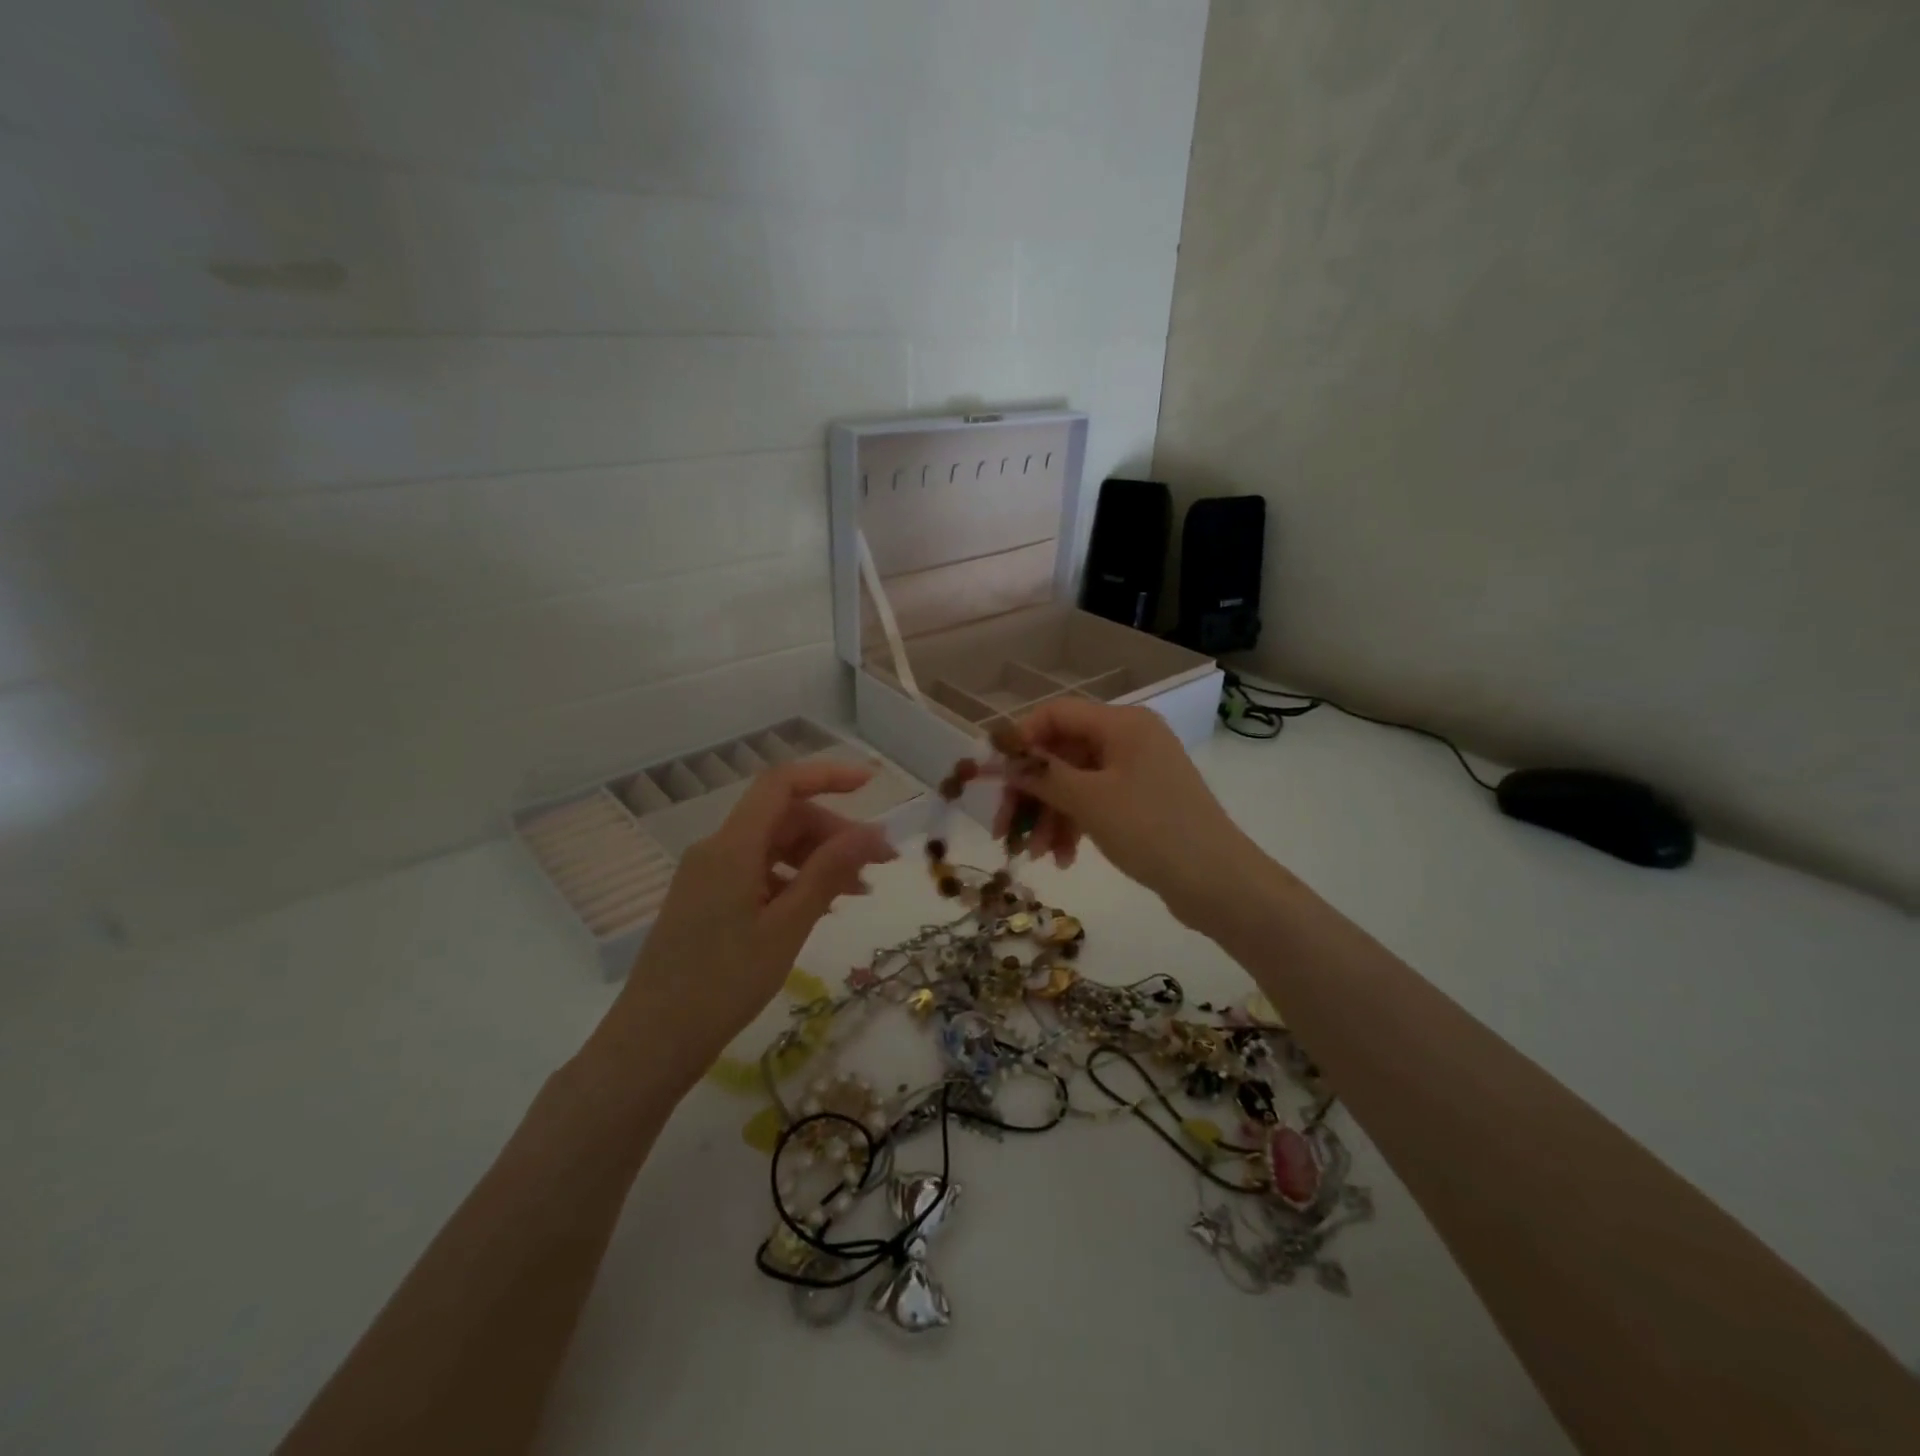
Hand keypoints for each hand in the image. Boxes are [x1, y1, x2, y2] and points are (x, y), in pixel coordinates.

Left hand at [593, 761, 896, 1088]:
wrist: (652, 1043)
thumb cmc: (723, 984)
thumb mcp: (787, 927)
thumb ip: (829, 872)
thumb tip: (873, 832)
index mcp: (731, 847)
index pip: (781, 784)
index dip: (828, 775)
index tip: (872, 784)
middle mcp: (716, 850)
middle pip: (782, 817)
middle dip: (834, 831)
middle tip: (878, 862)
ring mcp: (708, 876)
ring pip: (773, 846)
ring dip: (818, 859)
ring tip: (858, 891)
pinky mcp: (707, 901)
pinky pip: (758, 873)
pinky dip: (794, 881)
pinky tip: (820, 907)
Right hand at [993, 699, 1252, 921]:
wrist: (1218, 882)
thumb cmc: (1151, 829)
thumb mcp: (1089, 801)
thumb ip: (1043, 775)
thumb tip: (1007, 762)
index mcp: (1122, 724)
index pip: (1056, 714)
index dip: (1021, 739)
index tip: (994, 773)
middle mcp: (1130, 739)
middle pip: (1063, 752)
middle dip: (1031, 791)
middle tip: (1005, 828)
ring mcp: (1137, 771)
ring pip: (1076, 782)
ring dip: (1050, 815)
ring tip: (1035, 855)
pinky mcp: (1142, 801)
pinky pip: (1095, 802)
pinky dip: (1075, 825)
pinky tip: (1063, 859)